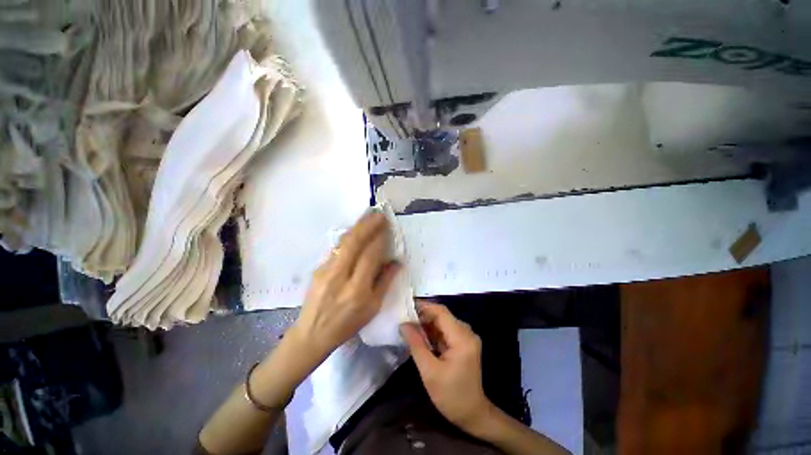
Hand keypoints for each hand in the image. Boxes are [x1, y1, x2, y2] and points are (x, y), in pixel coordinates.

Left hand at [294, 212, 400, 357]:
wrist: (312, 333)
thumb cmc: (347, 324)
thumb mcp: (372, 308)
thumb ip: (385, 282)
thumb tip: (397, 262)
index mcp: (357, 290)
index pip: (370, 256)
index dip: (379, 239)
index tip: (386, 226)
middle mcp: (339, 277)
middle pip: (353, 243)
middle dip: (367, 225)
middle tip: (378, 214)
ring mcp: (325, 271)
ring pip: (342, 243)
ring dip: (356, 227)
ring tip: (367, 217)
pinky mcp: (318, 269)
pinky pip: (336, 248)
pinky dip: (347, 237)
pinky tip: (355, 232)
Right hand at [400, 301, 493, 433]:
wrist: (472, 414)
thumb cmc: (451, 395)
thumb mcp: (429, 371)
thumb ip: (416, 344)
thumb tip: (403, 324)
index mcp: (462, 337)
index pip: (441, 312)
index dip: (424, 307)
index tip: (406, 308)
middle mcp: (467, 332)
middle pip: (443, 316)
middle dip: (423, 316)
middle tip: (405, 320)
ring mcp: (466, 337)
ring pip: (443, 322)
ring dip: (427, 324)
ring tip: (410, 328)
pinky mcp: (464, 343)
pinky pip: (446, 331)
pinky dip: (433, 332)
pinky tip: (421, 337)